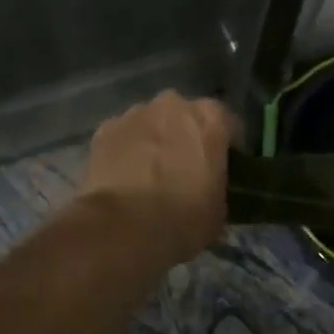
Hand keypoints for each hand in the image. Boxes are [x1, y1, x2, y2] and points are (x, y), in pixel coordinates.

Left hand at [78, 92, 241, 266]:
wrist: (123, 228)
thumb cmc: (182, 219)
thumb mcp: (219, 209)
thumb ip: (216, 184)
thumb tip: (206, 187)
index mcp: (210, 119)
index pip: (227, 122)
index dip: (227, 145)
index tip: (224, 166)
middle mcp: (174, 105)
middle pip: (185, 116)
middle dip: (185, 136)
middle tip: (184, 168)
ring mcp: (135, 113)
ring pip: (151, 122)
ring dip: (154, 140)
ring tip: (149, 174)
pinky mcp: (105, 128)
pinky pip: (123, 136)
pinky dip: (126, 150)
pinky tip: (123, 178)